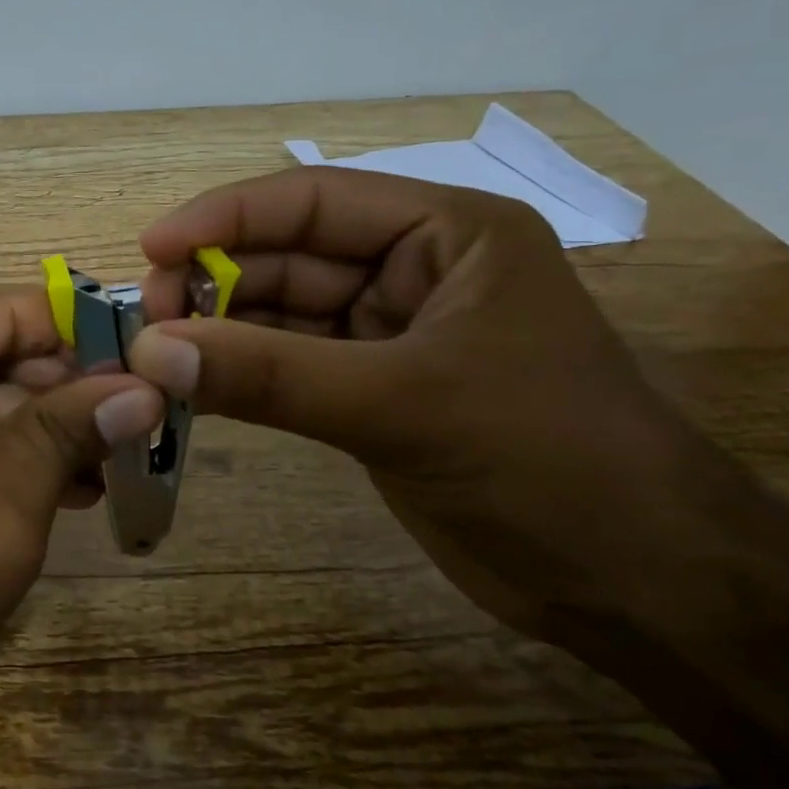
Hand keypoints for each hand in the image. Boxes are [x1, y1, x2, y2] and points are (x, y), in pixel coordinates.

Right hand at [126, 167, 698, 638]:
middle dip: (215, 280)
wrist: (642, 586)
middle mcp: (413, 269)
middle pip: (288, 255)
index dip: (224, 218)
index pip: (312, 201)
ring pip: (281, 313)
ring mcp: (390, 333)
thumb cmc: (546, 462)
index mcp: (446, 234)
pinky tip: (191, 384)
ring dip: (219, 329)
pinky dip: (239, 373)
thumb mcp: (401, 405)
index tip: (150, 248)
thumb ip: (269, 375)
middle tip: (146, 320)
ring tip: (155, 354)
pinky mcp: (372, 390)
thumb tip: (150, 351)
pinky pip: (287, 365)